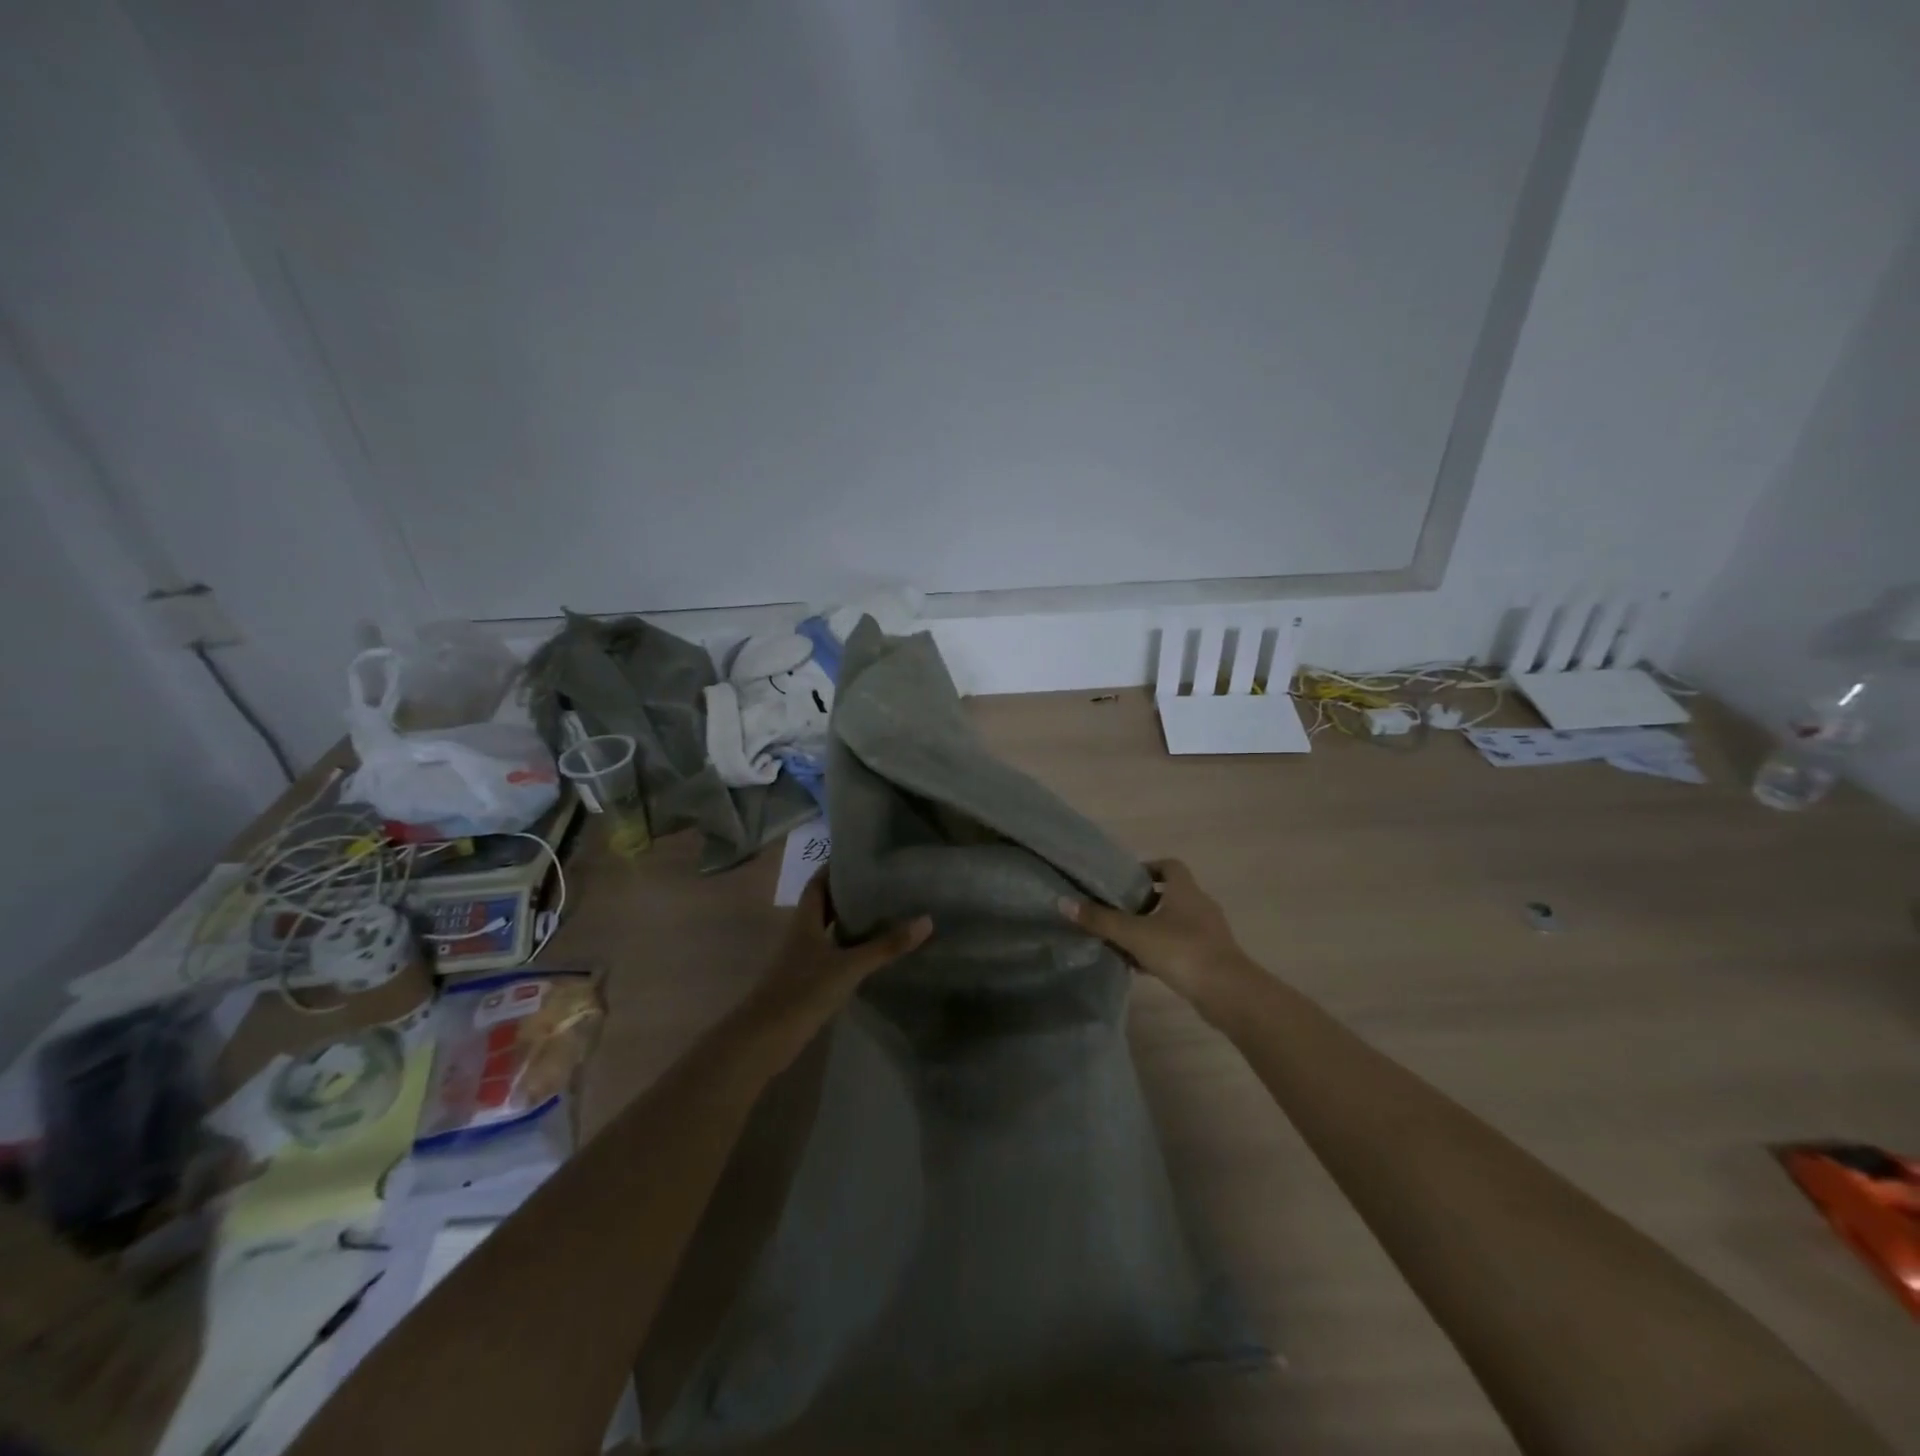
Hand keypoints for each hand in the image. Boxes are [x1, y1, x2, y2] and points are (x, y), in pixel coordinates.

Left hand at [750, 872, 931, 1028]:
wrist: (764, 1039)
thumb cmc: (803, 991)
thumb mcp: (849, 966)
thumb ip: (886, 946)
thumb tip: (926, 920)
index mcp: (805, 920)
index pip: (818, 883)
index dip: (835, 868)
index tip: (861, 856)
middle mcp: (801, 934)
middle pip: (824, 905)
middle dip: (848, 893)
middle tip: (882, 883)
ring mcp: (802, 959)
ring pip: (828, 930)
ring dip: (849, 921)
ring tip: (884, 911)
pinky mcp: (806, 981)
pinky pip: (831, 954)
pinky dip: (849, 947)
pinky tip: (870, 952)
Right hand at [1058, 859, 1253, 1007]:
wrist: (1228, 993)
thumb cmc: (1181, 950)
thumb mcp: (1134, 934)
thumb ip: (1100, 919)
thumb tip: (1064, 903)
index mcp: (1185, 890)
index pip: (1169, 865)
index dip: (1148, 868)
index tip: (1125, 880)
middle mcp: (1200, 905)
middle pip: (1170, 894)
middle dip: (1143, 901)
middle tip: (1116, 910)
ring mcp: (1208, 933)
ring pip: (1174, 922)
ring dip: (1151, 928)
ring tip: (1123, 939)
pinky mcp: (1210, 958)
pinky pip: (1180, 946)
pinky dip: (1161, 951)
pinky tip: (1140, 966)